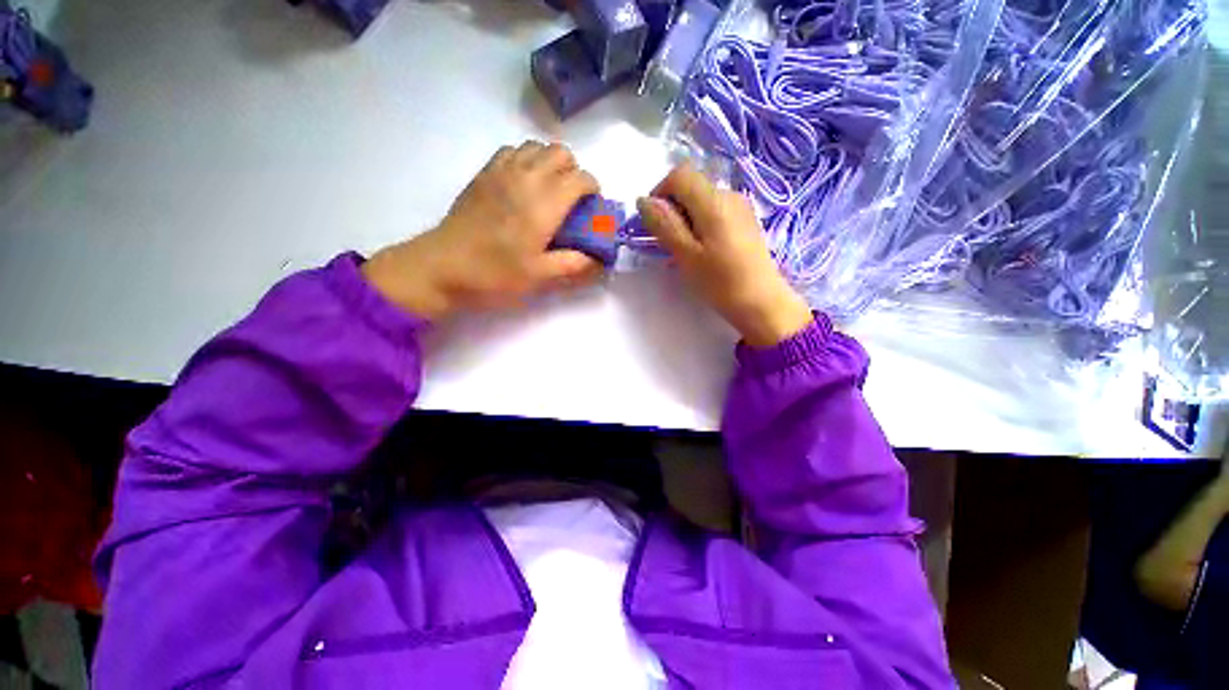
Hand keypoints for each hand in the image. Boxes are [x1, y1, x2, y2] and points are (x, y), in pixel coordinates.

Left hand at [362, 141, 602, 319]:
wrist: (444, 266)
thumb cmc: (495, 273)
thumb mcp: (541, 276)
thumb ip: (574, 264)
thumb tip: (599, 260)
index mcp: (545, 203)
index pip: (580, 177)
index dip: (592, 188)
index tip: (591, 207)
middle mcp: (526, 177)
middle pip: (561, 153)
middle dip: (574, 172)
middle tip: (571, 200)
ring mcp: (502, 170)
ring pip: (537, 147)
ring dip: (550, 163)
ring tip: (548, 191)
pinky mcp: (484, 172)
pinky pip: (513, 150)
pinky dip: (526, 159)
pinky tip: (523, 184)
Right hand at [637, 163, 812, 347]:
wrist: (761, 302)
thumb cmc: (720, 282)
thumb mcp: (686, 255)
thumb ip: (664, 224)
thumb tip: (643, 200)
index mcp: (714, 201)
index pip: (680, 174)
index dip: (660, 192)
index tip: (654, 221)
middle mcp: (729, 195)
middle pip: (691, 186)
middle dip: (673, 209)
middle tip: (669, 242)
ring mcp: (740, 208)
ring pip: (702, 201)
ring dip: (686, 219)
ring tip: (685, 250)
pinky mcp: (745, 221)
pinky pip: (715, 212)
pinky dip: (700, 224)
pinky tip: (703, 250)